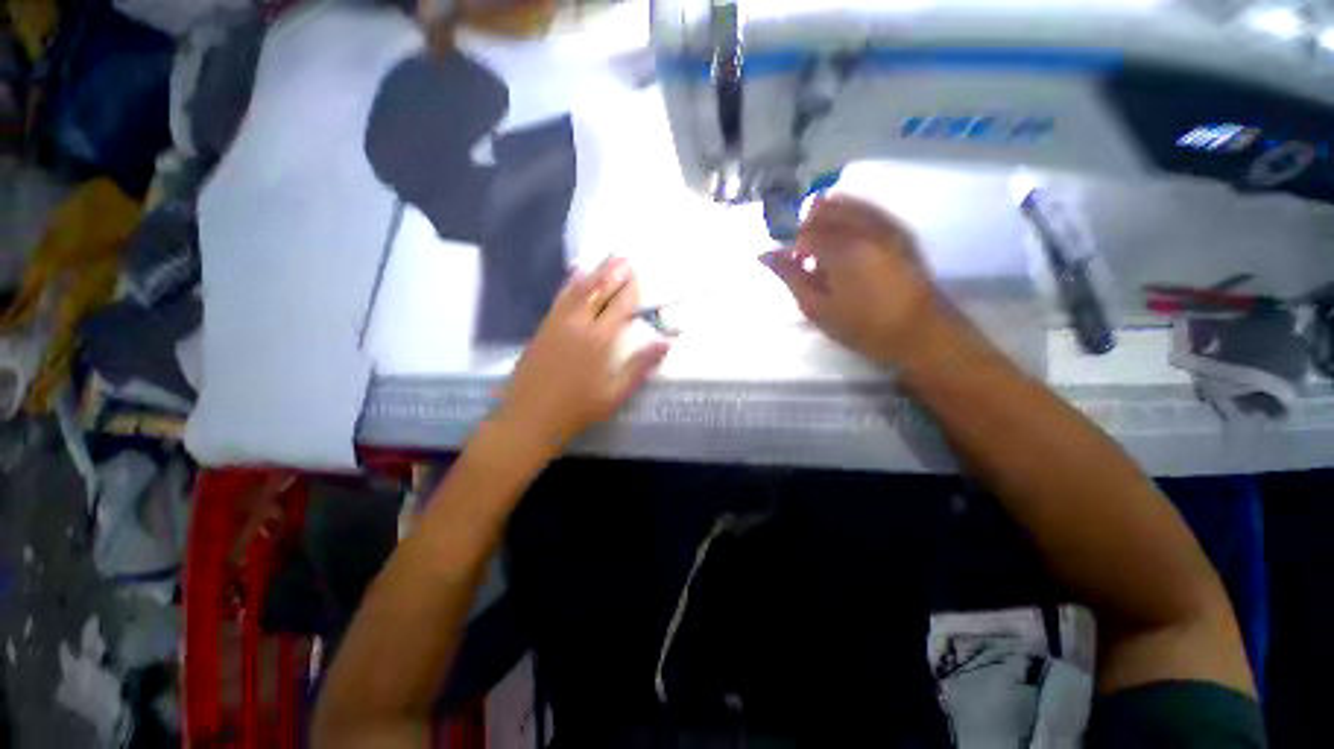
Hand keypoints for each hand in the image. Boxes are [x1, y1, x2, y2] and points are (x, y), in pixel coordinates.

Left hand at [494, 258, 671, 450]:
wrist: (530, 417)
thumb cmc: (578, 409)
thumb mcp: (615, 393)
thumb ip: (640, 366)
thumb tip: (666, 342)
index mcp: (600, 340)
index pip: (620, 306)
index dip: (631, 290)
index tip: (640, 276)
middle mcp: (579, 324)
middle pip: (599, 291)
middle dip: (614, 273)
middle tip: (626, 257)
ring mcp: (558, 323)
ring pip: (579, 289)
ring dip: (595, 272)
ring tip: (607, 257)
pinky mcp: (543, 327)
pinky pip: (560, 297)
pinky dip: (571, 282)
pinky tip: (575, 273)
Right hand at [762, 195, 942, 366]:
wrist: (922, 333)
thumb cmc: (863, 327)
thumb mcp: (818, 309)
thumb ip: (791, 277)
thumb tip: (765, 255)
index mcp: (842, 249)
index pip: (805, 232)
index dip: (793, 249)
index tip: (794, 268)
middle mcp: (865, 228)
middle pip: (825, 208)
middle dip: (808, 228)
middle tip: (808, 257)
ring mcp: (887, 226)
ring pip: (847, 204)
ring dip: (828, 221)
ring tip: (827, 252)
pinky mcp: (900, 231)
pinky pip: (867, 210)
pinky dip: (849, 219)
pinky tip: (848, 244)